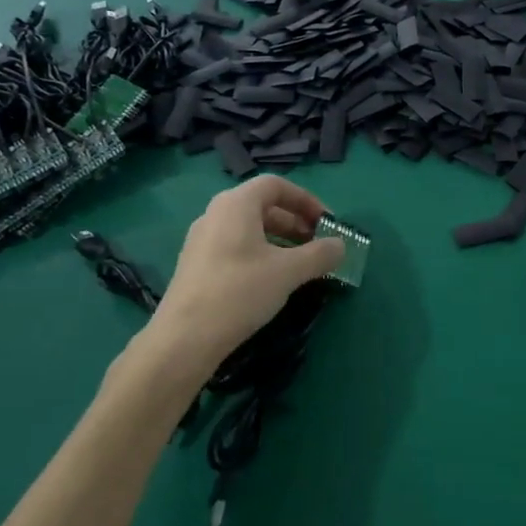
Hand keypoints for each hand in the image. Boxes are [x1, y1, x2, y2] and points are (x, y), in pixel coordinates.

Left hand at [148, 176, 344, 369]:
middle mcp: (216, 214)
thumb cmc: (239, 292)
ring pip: (250, 228)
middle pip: (263, 206)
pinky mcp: (198, 265)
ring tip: (301, 264)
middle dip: (296, 222)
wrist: (183, 339)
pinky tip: (274, 280)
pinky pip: (236, 246)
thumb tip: (341, 245)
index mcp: (236, 204)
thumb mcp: (288, 272)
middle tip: (318, 244)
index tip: (327, 223)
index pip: (276, 185)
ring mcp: (203, 240)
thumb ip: (320, 254)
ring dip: (281, 239)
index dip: (307, 199)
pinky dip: (261, 253)